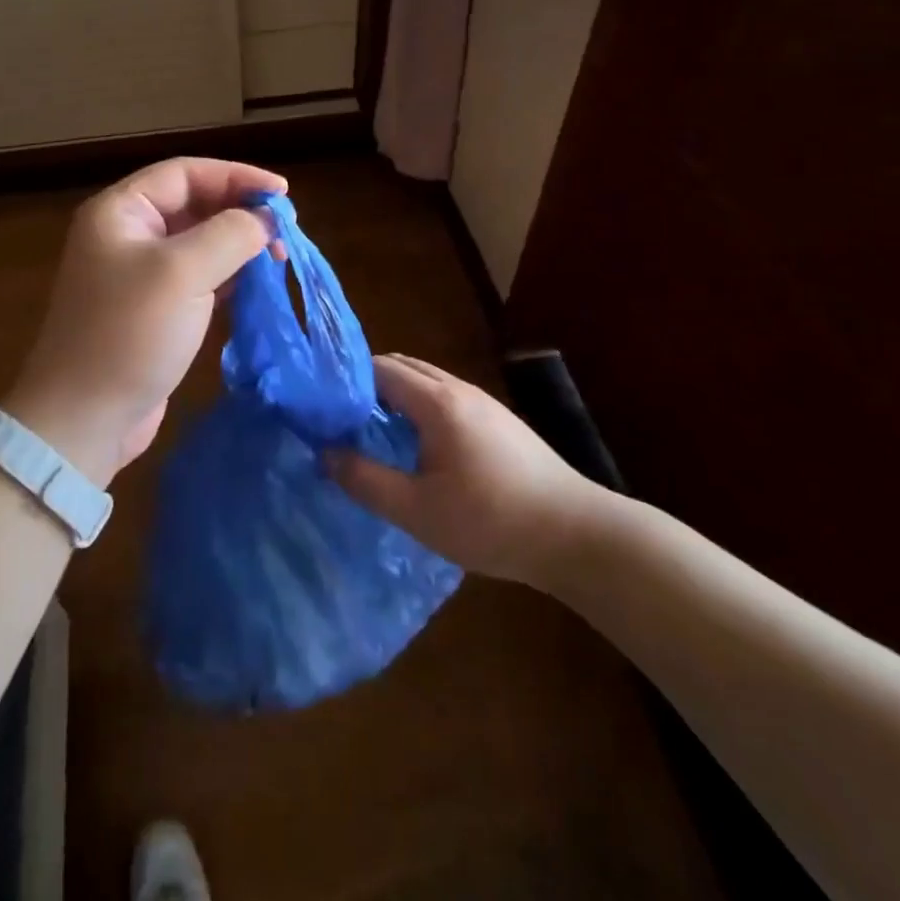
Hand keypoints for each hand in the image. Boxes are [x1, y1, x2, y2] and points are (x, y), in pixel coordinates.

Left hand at [5, 158, 285, 486]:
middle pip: (193, 204)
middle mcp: (127, 234)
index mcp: (120, 212)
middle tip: (284, 232)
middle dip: (239, 212)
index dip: (236, 176)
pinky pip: (198, 277)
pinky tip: (256, 284)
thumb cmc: (129, 334)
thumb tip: (264, 220)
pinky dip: (229, 275)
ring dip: (238, 245)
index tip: (282, 195)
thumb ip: (230, 234)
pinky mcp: (154, 309)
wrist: (85, 418)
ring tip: (277, 258)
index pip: (185, 173)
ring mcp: (140, 274)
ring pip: (199, 242)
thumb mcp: (182, 273)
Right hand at [329, 355, 607, 585]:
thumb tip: (324, 454)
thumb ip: (365, 480)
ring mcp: (483, 401)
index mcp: (437, 402)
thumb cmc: (491, 521)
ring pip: (426, 380)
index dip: (346, 381)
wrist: (577, 534)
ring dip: (395, 395)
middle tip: (340, 418)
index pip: (379, 368)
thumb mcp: (417, 511)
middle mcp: (459, 389)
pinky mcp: (498, 419)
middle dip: (367, 384)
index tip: (322, 407)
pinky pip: (446, 396)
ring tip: (372, 431)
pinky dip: (419, 405)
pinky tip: (418, 445)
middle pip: (402, 366)